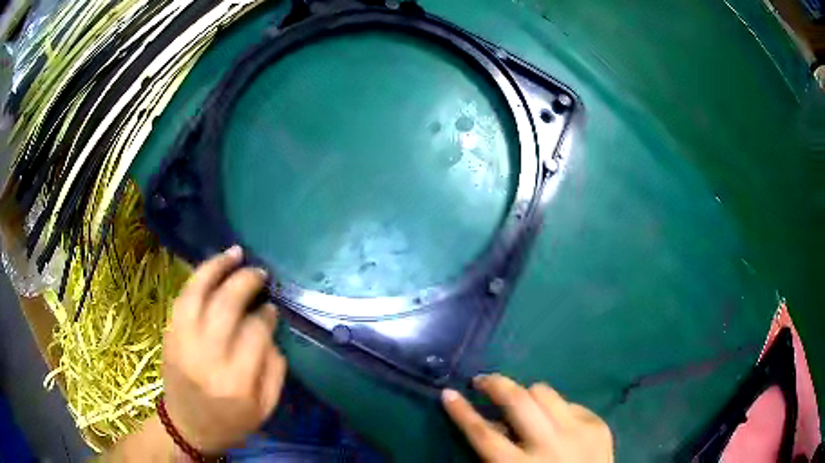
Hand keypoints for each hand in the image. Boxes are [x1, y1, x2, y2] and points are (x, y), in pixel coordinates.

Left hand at [161, 246, 286, 452]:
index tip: (273, 307)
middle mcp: (206, 357)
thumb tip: (270, 329)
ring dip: (217, 268)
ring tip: (234, 253)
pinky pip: (182, 298)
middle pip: (226, 306)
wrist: (187, 426)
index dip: (266, 314)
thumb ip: (274, 369)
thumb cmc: (231, 422)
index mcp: (236, 382)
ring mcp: (182, 343)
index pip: (254, 333)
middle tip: (259, 272)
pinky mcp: (169, 335)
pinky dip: (197, 279)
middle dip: (245, 282)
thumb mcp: (265, 407)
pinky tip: (211, 268)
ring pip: (197, 294)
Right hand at [443, 374, 612, 461]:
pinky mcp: (598, 426)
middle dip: (495, 384)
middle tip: (483, 380)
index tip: (448, 393)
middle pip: (518, 402)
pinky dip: (557, 408)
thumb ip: (497, 454)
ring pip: (545, 393)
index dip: (462, 412)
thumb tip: (490, 423)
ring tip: (520, 399)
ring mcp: (578, 432)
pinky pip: (571, 403)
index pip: (483, 434)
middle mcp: (549, 445)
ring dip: (527, 393)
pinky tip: (555, 421)